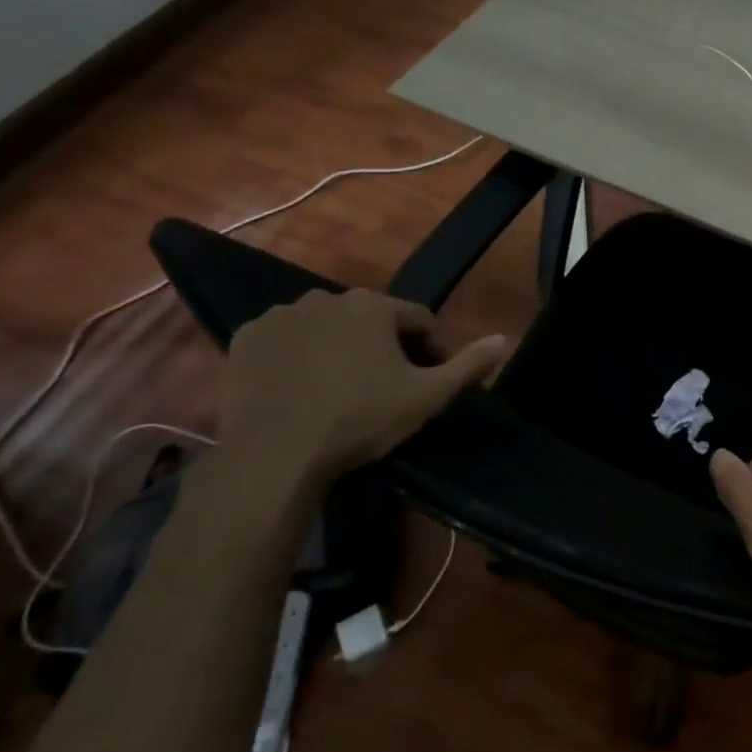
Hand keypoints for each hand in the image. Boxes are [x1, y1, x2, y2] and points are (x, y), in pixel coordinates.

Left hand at [219, 289, 505, 485]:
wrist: (274, 454)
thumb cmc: (360, 419)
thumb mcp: (428, 396)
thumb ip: (469, 364)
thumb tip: (505, 338)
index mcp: (373, 306)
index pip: (418, 320)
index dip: (432, 350)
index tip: (429, 382)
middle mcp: (326, 297)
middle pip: (371, 320)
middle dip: (384, 347)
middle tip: (386, 387)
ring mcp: (281, 315)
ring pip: (327, 327)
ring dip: (341, 348)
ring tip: (342, 388)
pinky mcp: (246, 338)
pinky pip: (285, 339)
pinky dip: (298, 355)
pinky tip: (302, 386)